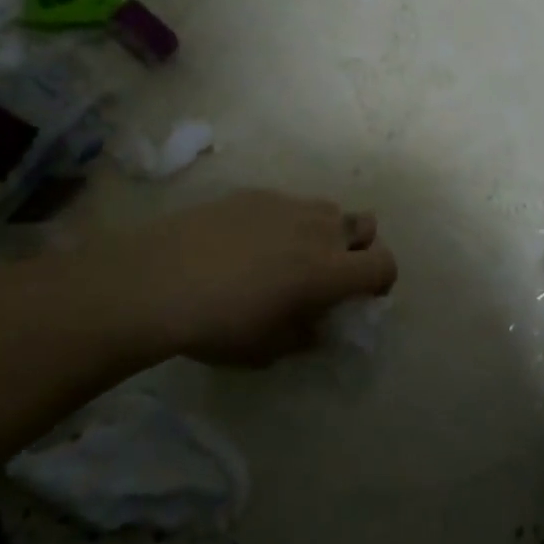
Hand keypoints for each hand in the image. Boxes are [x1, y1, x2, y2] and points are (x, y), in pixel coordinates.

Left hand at [113, 191, 397, 366]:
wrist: (159, 279)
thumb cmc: (220, 325)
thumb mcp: (269, 349)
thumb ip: (305, 334)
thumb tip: (316, 324)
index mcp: (330, 271)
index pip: (383, 264)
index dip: (381, 280)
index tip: (363, 295)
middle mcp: (319, 229)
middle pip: (366, 225)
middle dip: (359, 247)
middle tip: (330, 271)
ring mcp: (287, 205)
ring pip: (328, 210)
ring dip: (325, 231)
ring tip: (291, 253)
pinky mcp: (256, 194)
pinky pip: (288, 204)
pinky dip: (286, 221)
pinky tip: (249, 242)